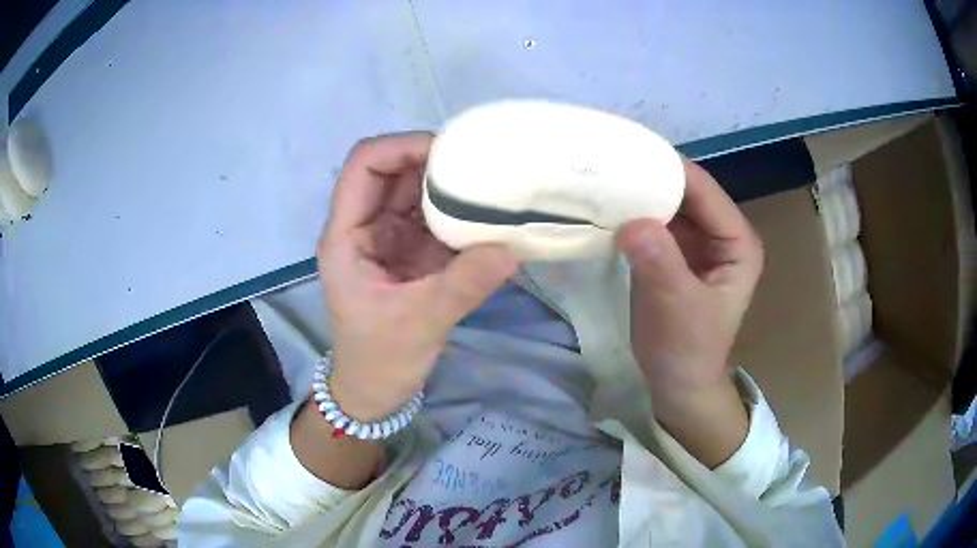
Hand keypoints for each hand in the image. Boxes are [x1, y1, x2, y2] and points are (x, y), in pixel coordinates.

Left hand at [317, 133, 517, 421]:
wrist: (375, 392)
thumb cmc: (379, 360)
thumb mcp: (419, 323)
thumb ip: (463, 285)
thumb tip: (511, 250)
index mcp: (346, 236)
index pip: (363, 166)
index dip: (400, 146)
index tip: (448, 151)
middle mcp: (364, 227)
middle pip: (391, 171)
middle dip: (432, 160)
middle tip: (480, 162)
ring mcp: (387, 238)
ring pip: (413, 191)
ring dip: (447, 184)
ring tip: (489, 180)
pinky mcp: (409, 253)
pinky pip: (432, 218)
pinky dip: (457, 211)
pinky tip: (486, 212)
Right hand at [616, 158, 762, 465]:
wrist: (677, 384)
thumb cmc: (687, 350)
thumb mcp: (677, 307)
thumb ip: (660, 263)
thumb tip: (632, 221)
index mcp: (737, 242)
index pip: (703, 191)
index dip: (669, 170)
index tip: (627, 152)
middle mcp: (720, 234)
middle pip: (685, 192)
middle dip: (650, 179)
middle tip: (606, 164)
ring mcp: (697, 243)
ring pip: (667, 205)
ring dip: (638, 195)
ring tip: (600, 180)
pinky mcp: (675, 254)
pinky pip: (654, 224)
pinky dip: (633, 216)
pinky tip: (606, 209)